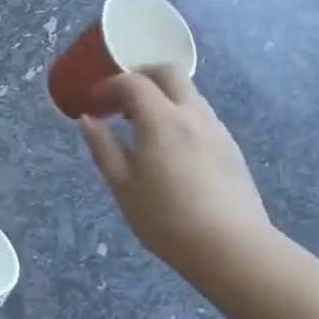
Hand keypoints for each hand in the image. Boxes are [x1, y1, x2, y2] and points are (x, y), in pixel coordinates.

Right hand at [79, 67, 268, 280]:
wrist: (229, 245)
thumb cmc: (165, 218)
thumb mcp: (122, 185)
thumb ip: (103, 147)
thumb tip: (88, 120)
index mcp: (161, 120)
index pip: (133, 82)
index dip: (108, 86)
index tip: (93, 103)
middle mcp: (192, 113)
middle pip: (167, 73)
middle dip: (140, 77)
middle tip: (119, 101)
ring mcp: (216, 128)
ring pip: (188, 93)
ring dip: (161, 96)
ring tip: (142, 126)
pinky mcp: (230, 146)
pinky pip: (200, 114)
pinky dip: (179, 115)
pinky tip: (169, 147)